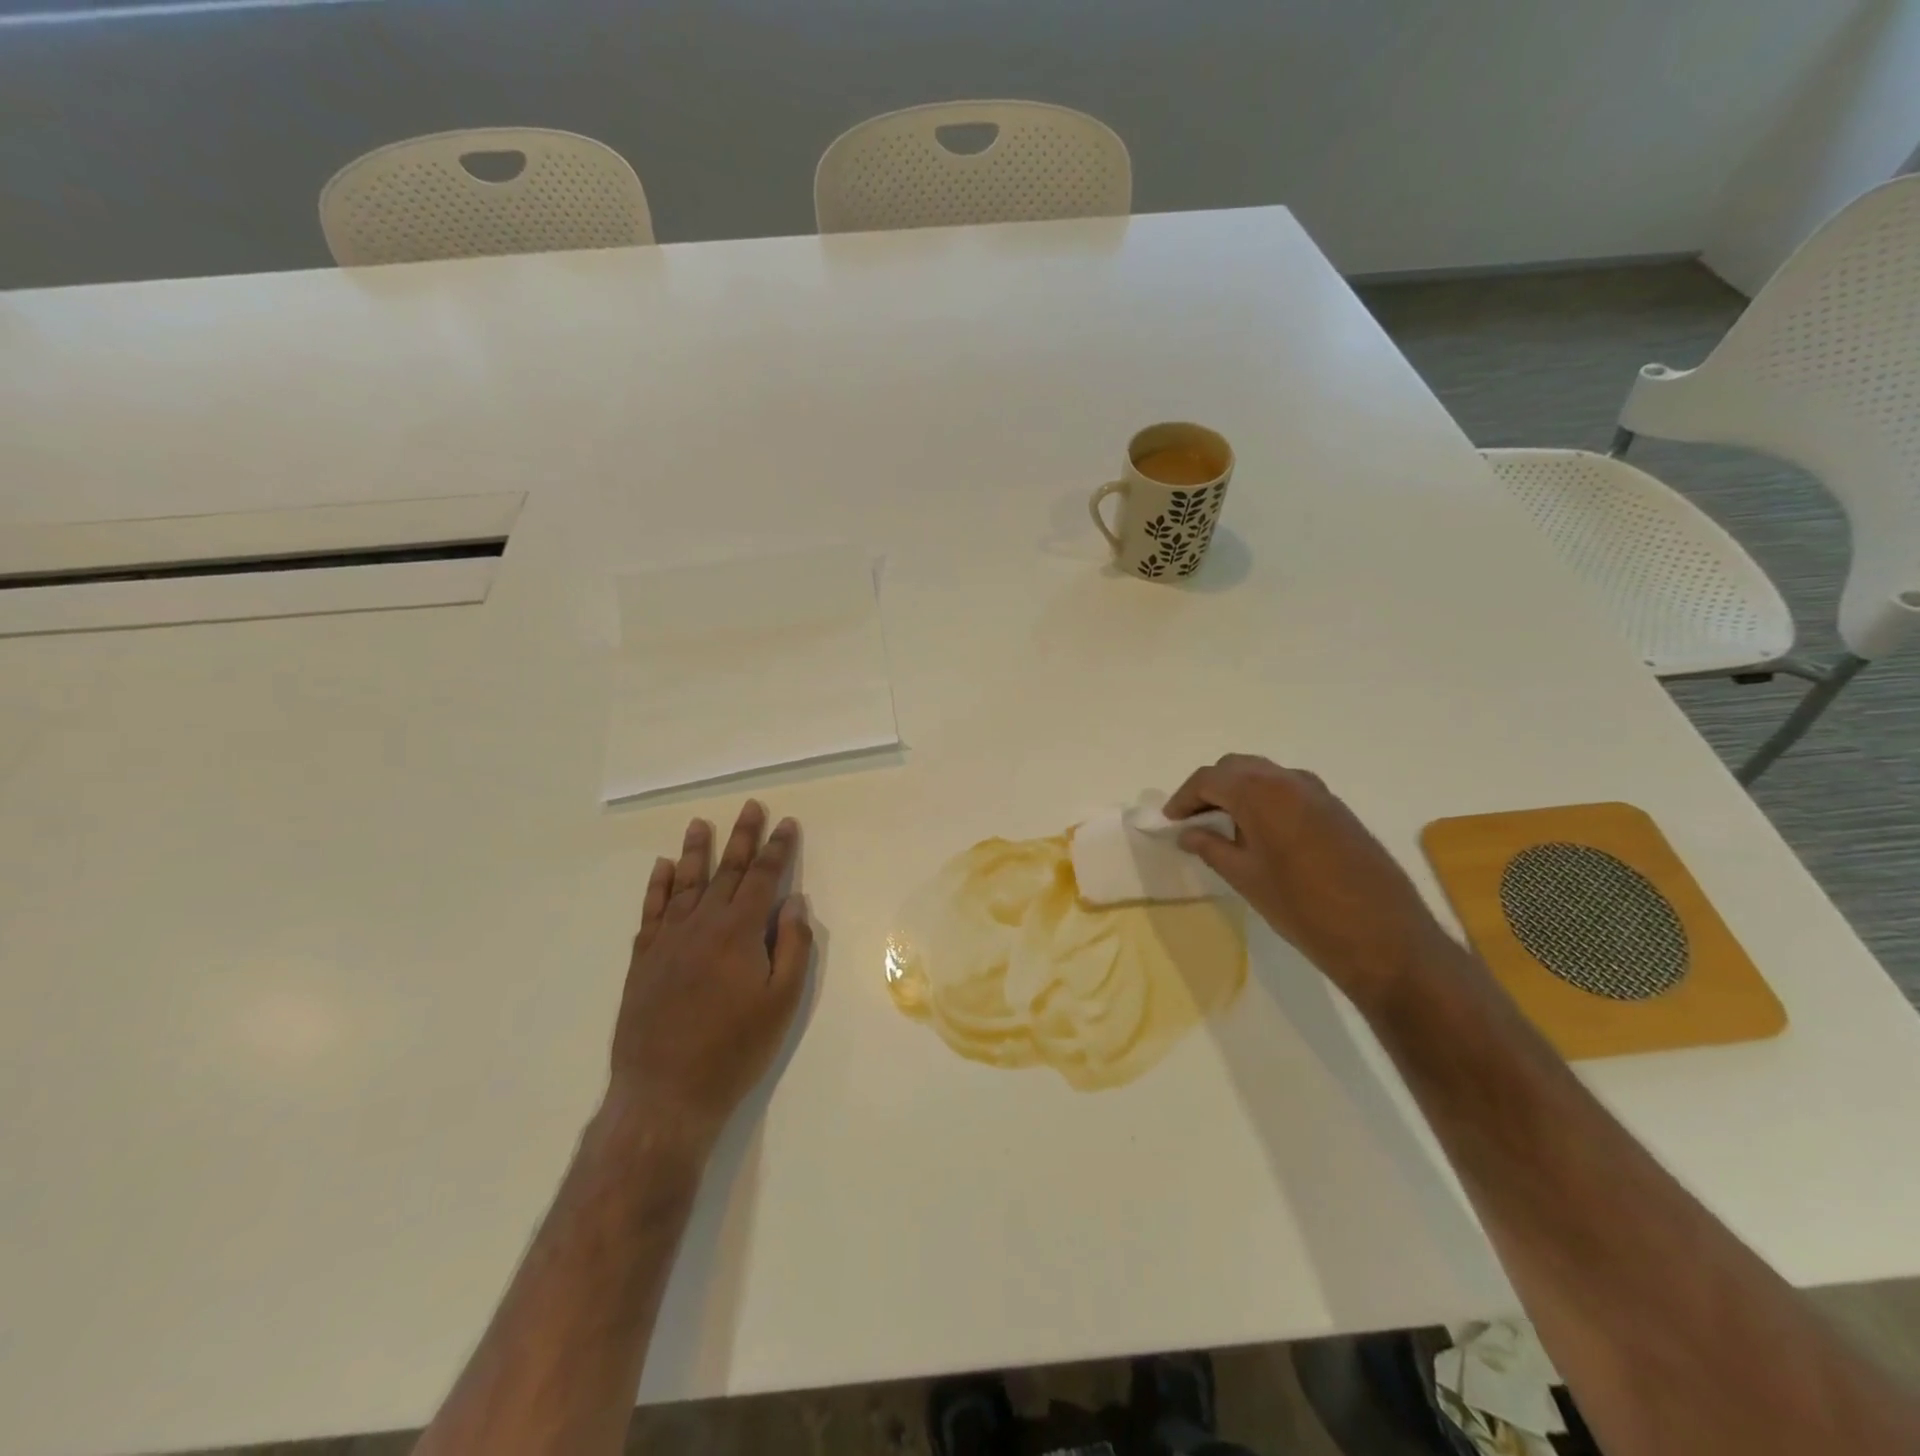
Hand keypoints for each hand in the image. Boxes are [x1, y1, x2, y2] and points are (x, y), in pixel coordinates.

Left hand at [607, 801, 812, 1151]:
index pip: (764, 877)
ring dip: (695, 851)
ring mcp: (668, 939)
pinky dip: (657, 885)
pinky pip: (652, 910)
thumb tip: (793, 900)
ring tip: (701, 824)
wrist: (665, 1092)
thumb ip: (791, 945)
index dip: (778, 848)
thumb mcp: (781, 1001)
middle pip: (727, 870)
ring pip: (685, 882)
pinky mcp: (643, 958)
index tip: (786, 823)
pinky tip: (662, 867)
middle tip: (751, 807)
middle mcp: (702, 923)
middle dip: (742, 836)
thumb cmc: (735, 1048)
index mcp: (739, 931)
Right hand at [1166, 754, 1464, 1008]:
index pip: (1209, 779)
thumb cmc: (1303, 909)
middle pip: (1237, 767)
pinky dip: (1266, 799)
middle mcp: (1289, 781)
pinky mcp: (1338, 810)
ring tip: (1224, 825)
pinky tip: (1262, 833)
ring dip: (1239, 790)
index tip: (1170, 821)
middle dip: (1210, 787)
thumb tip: (1188, 833)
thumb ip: (1211, 847)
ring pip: (1266, 775)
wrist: (1384, 938)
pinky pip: (1290, 790)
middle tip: (1193, 819)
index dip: (1183, 797)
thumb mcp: (1246, 879)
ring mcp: (1319, 793)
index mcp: (1261, 794)